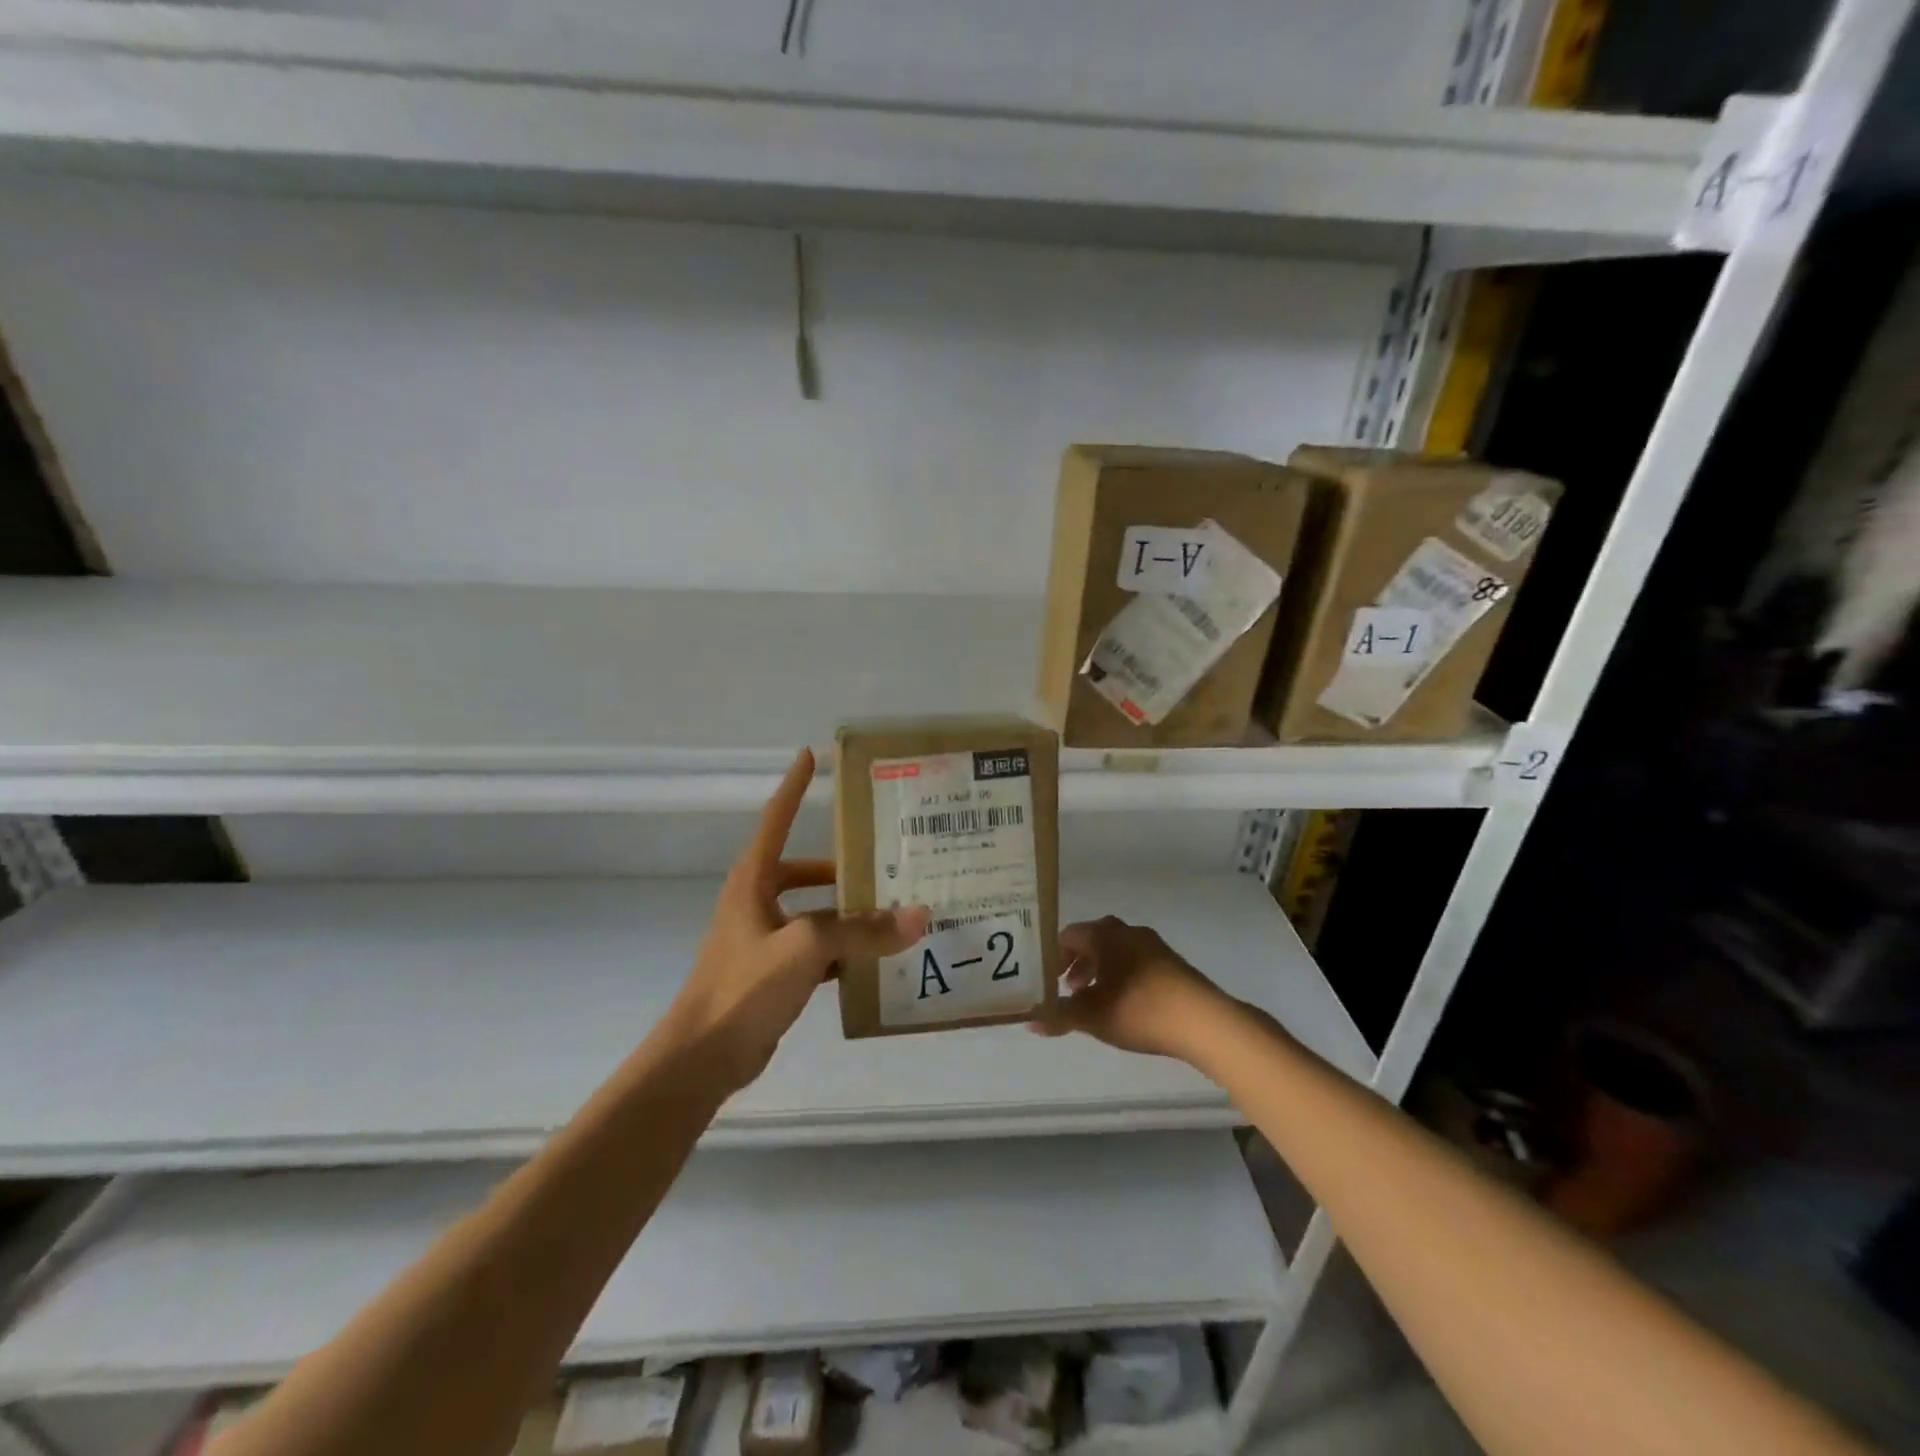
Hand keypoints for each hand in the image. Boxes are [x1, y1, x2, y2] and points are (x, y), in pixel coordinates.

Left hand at [669, 749, 928, 1090]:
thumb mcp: (806, 948)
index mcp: (754, 880)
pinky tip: (876, 959)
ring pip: (816, 913)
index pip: (776, 819)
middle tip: (889, 861)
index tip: (810, 755)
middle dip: (843, 867)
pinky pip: (818, 950)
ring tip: (895, 910)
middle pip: (806, 871)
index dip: (794, 786)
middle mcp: (757, 901)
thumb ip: (862, 931)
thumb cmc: (744, 987)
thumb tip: (919, 916)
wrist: (702, 1058)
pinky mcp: (774, 973)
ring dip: (849, 913)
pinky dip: (844, 951)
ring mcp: (765, 939)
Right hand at [1029, 916, 1229, 1060]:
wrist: (1202, 1021)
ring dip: (1099, 970)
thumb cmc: (1138, 1010)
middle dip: (1075, 963)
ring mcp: (1152, 944)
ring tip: (1093, 999)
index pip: (1067, 935)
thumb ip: (1058, 1016)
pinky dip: (1121, 974)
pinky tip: (1124, 1002)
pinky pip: (1134, 960)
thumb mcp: (1092, 1017)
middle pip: (1091, 940)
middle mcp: (1125, 930)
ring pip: (1114, 950)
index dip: (1052, 957)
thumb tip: (1029, 1021)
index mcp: (1103, 934)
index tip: (1045, 979)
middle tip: (1066, 989)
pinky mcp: (1170, 961)